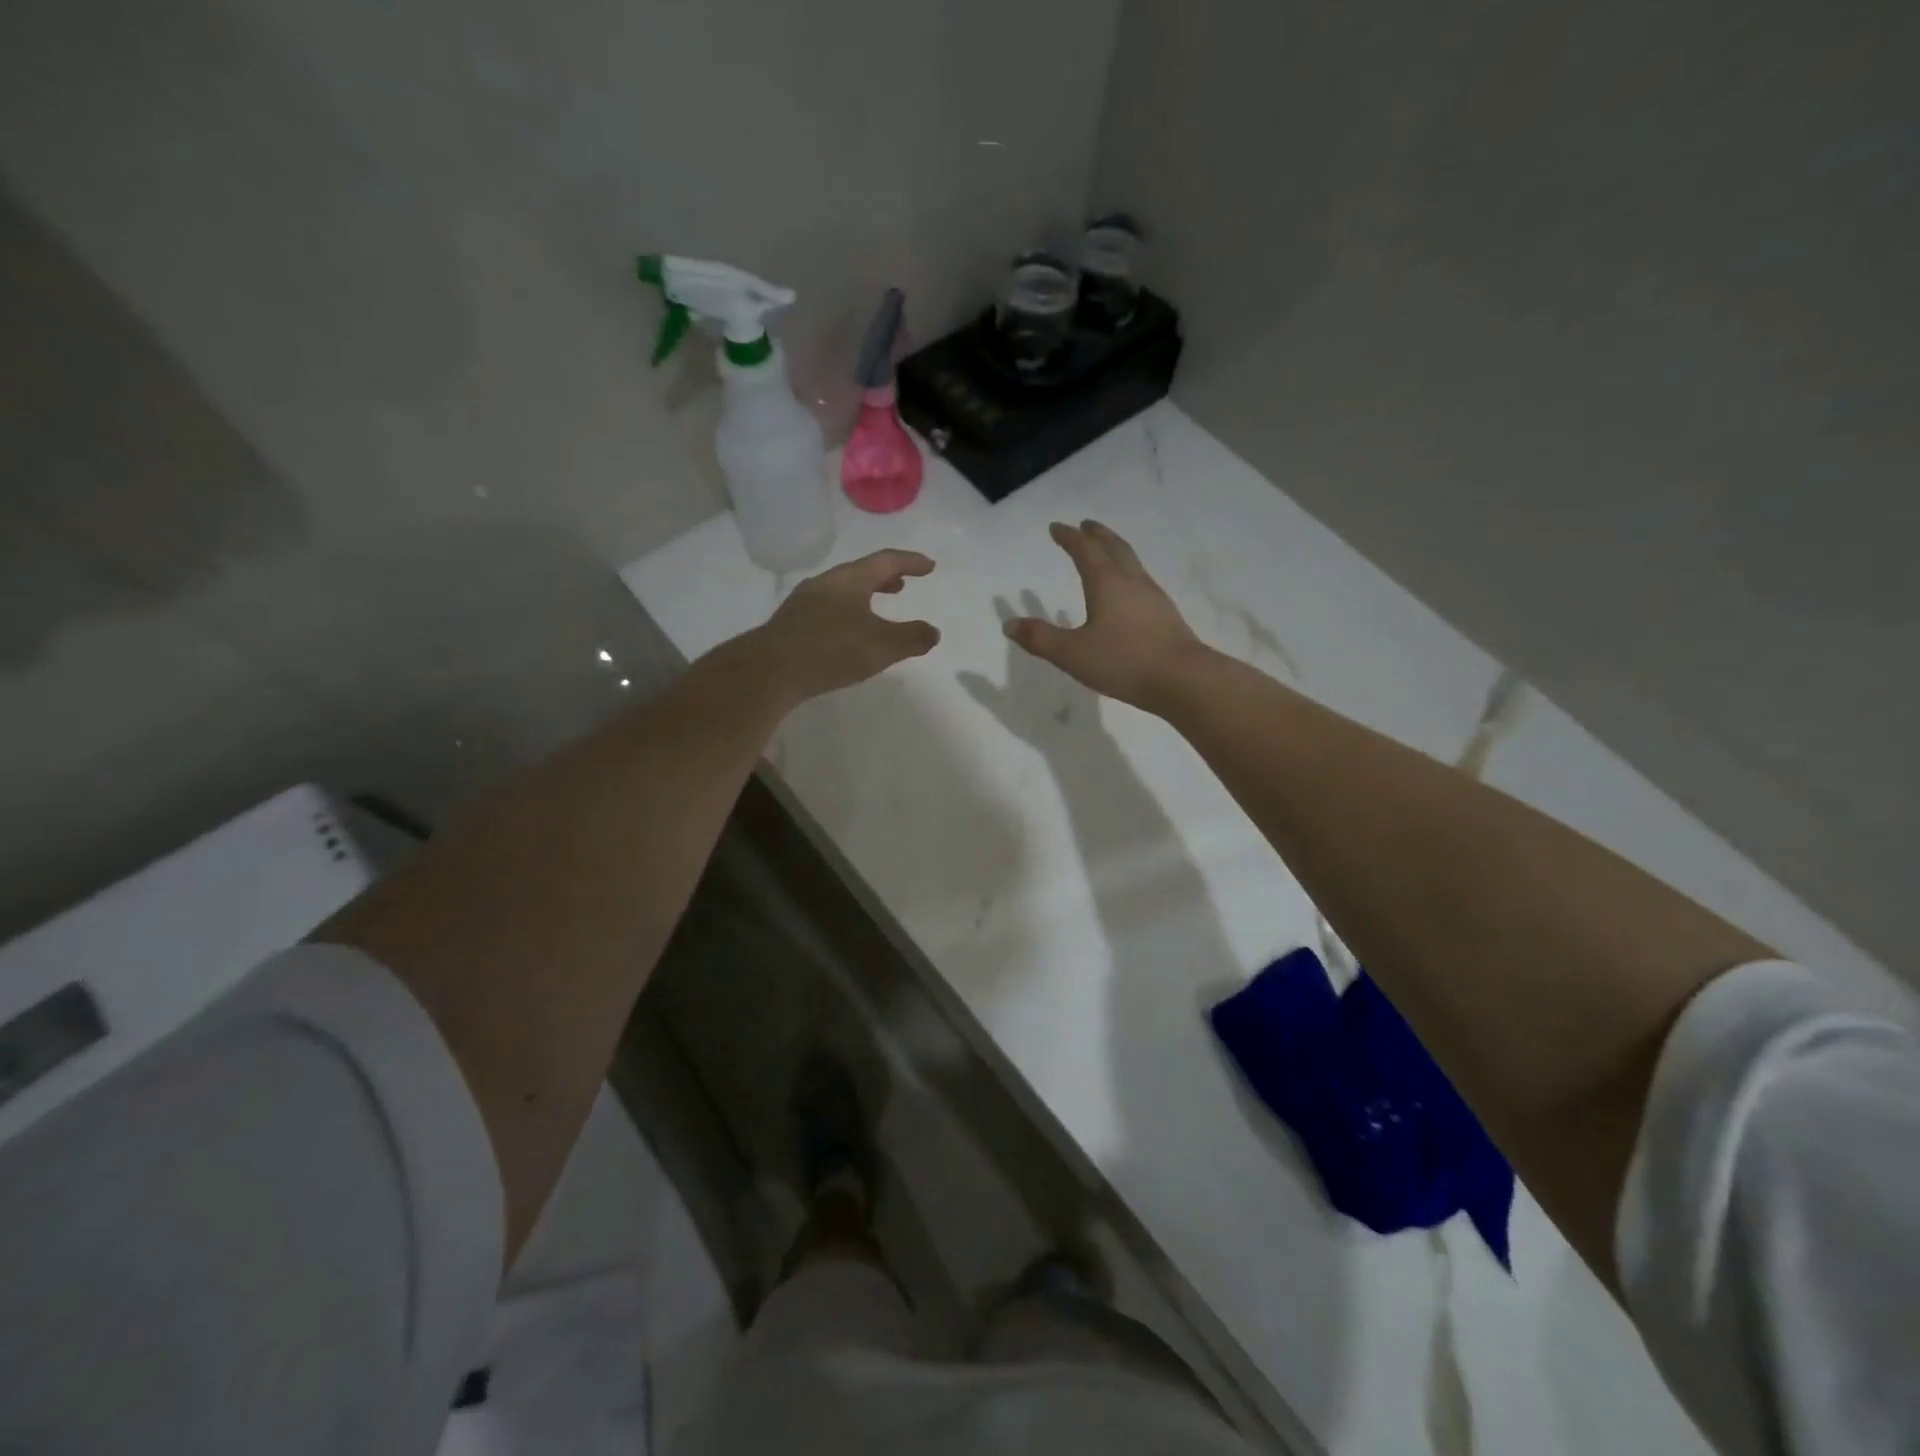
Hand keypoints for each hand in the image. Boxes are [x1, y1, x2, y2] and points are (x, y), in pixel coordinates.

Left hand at [751, 549, 939, 705]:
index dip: (910, 561)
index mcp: (850, 579)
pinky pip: (828, 607)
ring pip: (842, 590)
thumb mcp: (882, 646)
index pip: (886, 561)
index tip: (929, 566)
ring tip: (878, 607)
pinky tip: (848, 632)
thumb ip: (912, 638)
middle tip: (903, 584)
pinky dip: (848, 610)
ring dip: (865, 594)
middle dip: (885, 577)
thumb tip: (933, 632)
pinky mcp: (792, 623)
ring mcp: (805, 602)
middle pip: (861, 572)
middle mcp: (826, 583)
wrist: (770, 670)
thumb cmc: (831, 650)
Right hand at [1005, 521, 1204, 711]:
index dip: (1069, 537)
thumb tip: (1009, 624)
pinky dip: (1128, 575)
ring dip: (1116, 552)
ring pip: (1132, 563)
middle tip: (1086, 525)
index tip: (1057, 528)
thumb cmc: (1123, 661)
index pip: (1085, 551)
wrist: (1182, 679)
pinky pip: (1142, 583)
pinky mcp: (1166, 615)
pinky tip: (1128, 593)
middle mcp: (1132, 582)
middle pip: (1114, 548)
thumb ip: (1040, 638)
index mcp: (1107, 583)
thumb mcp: (1072, 654)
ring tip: (1106, 553)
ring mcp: (1153, 597)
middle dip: (1098, 535)